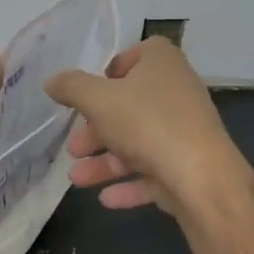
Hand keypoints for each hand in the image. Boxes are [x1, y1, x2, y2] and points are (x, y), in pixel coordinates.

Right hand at [44, 38, 243, 214]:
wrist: (201, 178)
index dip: (112, 70)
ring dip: (105, 161)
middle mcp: (177, 93)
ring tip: (77, 178)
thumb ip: (71, 87)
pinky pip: (153, 172)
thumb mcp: (97, 99)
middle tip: (75, 146)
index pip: (138, 54)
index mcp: (162, 65)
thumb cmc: (147, 124)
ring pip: (137, 143)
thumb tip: (52, 81)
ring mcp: (185, 132)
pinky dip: (128, 183)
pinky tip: (105, 198)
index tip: (90, 92)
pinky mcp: (189, 166)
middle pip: (129, 106)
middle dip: (97, 129)